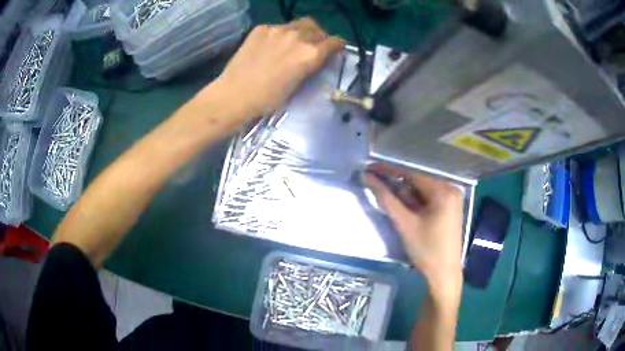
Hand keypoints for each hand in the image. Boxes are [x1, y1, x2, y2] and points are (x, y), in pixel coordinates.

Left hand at [213, 18, 343, 119]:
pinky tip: (272, 46)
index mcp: (310, 53)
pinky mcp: (261, 28)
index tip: (335, 50)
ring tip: (294, 43)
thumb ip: (310, 65)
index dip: (337, 46)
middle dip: (320, 37)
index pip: (334, 41)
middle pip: (318, 29)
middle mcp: (297, 36)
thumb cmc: (268, 99)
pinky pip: (278, 27)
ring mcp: (278, 29)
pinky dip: (281, 34)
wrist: (234, 94)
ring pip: (299, 24)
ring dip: (302, 32)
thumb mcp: (297, 85)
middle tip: (314, 46)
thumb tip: (316, 57)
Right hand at [364, 164, 463, 300]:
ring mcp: (452, 199)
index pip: (412, 174)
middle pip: (418, 182)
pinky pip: (429, 199)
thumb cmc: (426, 250)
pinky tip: (404, 208)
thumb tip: (368, 177)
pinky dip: (415, 202)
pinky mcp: (450, 209)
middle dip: (397, 185)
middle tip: (375, 185)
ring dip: (404, 194)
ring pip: (422, 191)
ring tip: (386, 196)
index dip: (389, 171)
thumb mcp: (405, 224)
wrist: (444, 274)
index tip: (370, 168)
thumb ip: (386, 199)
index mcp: (443, 190)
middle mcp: (451, 189)